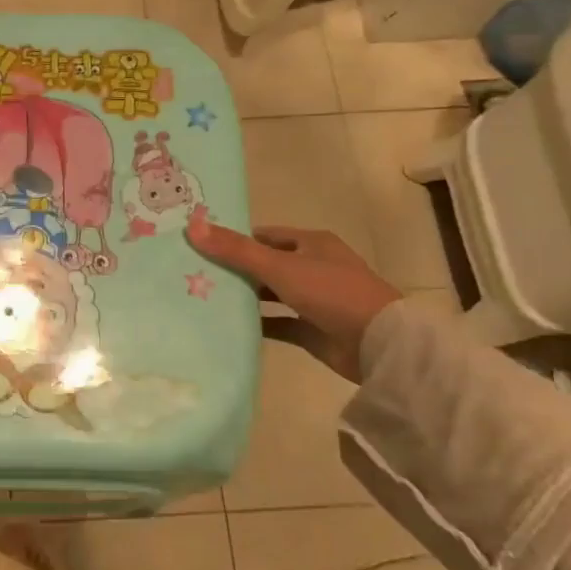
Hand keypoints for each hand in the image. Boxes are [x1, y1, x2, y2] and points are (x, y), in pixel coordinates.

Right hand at [187, 219, 400, 381]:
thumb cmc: (331, 292)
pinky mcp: (313, 329)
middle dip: (235, 269)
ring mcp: (315, 300)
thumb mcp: (279, 266)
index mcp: (311, 243)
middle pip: (266, 264)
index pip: (264, 236)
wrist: (378, 344)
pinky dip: (258, 324)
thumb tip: (192, 225)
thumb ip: (236, 250)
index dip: (235, 239)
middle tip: (194, 274)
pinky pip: (278, 323)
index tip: (200, 246)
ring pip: (271, 294)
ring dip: (245, 297)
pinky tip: (228, 326)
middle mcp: (313, 267)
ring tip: (204, 298)